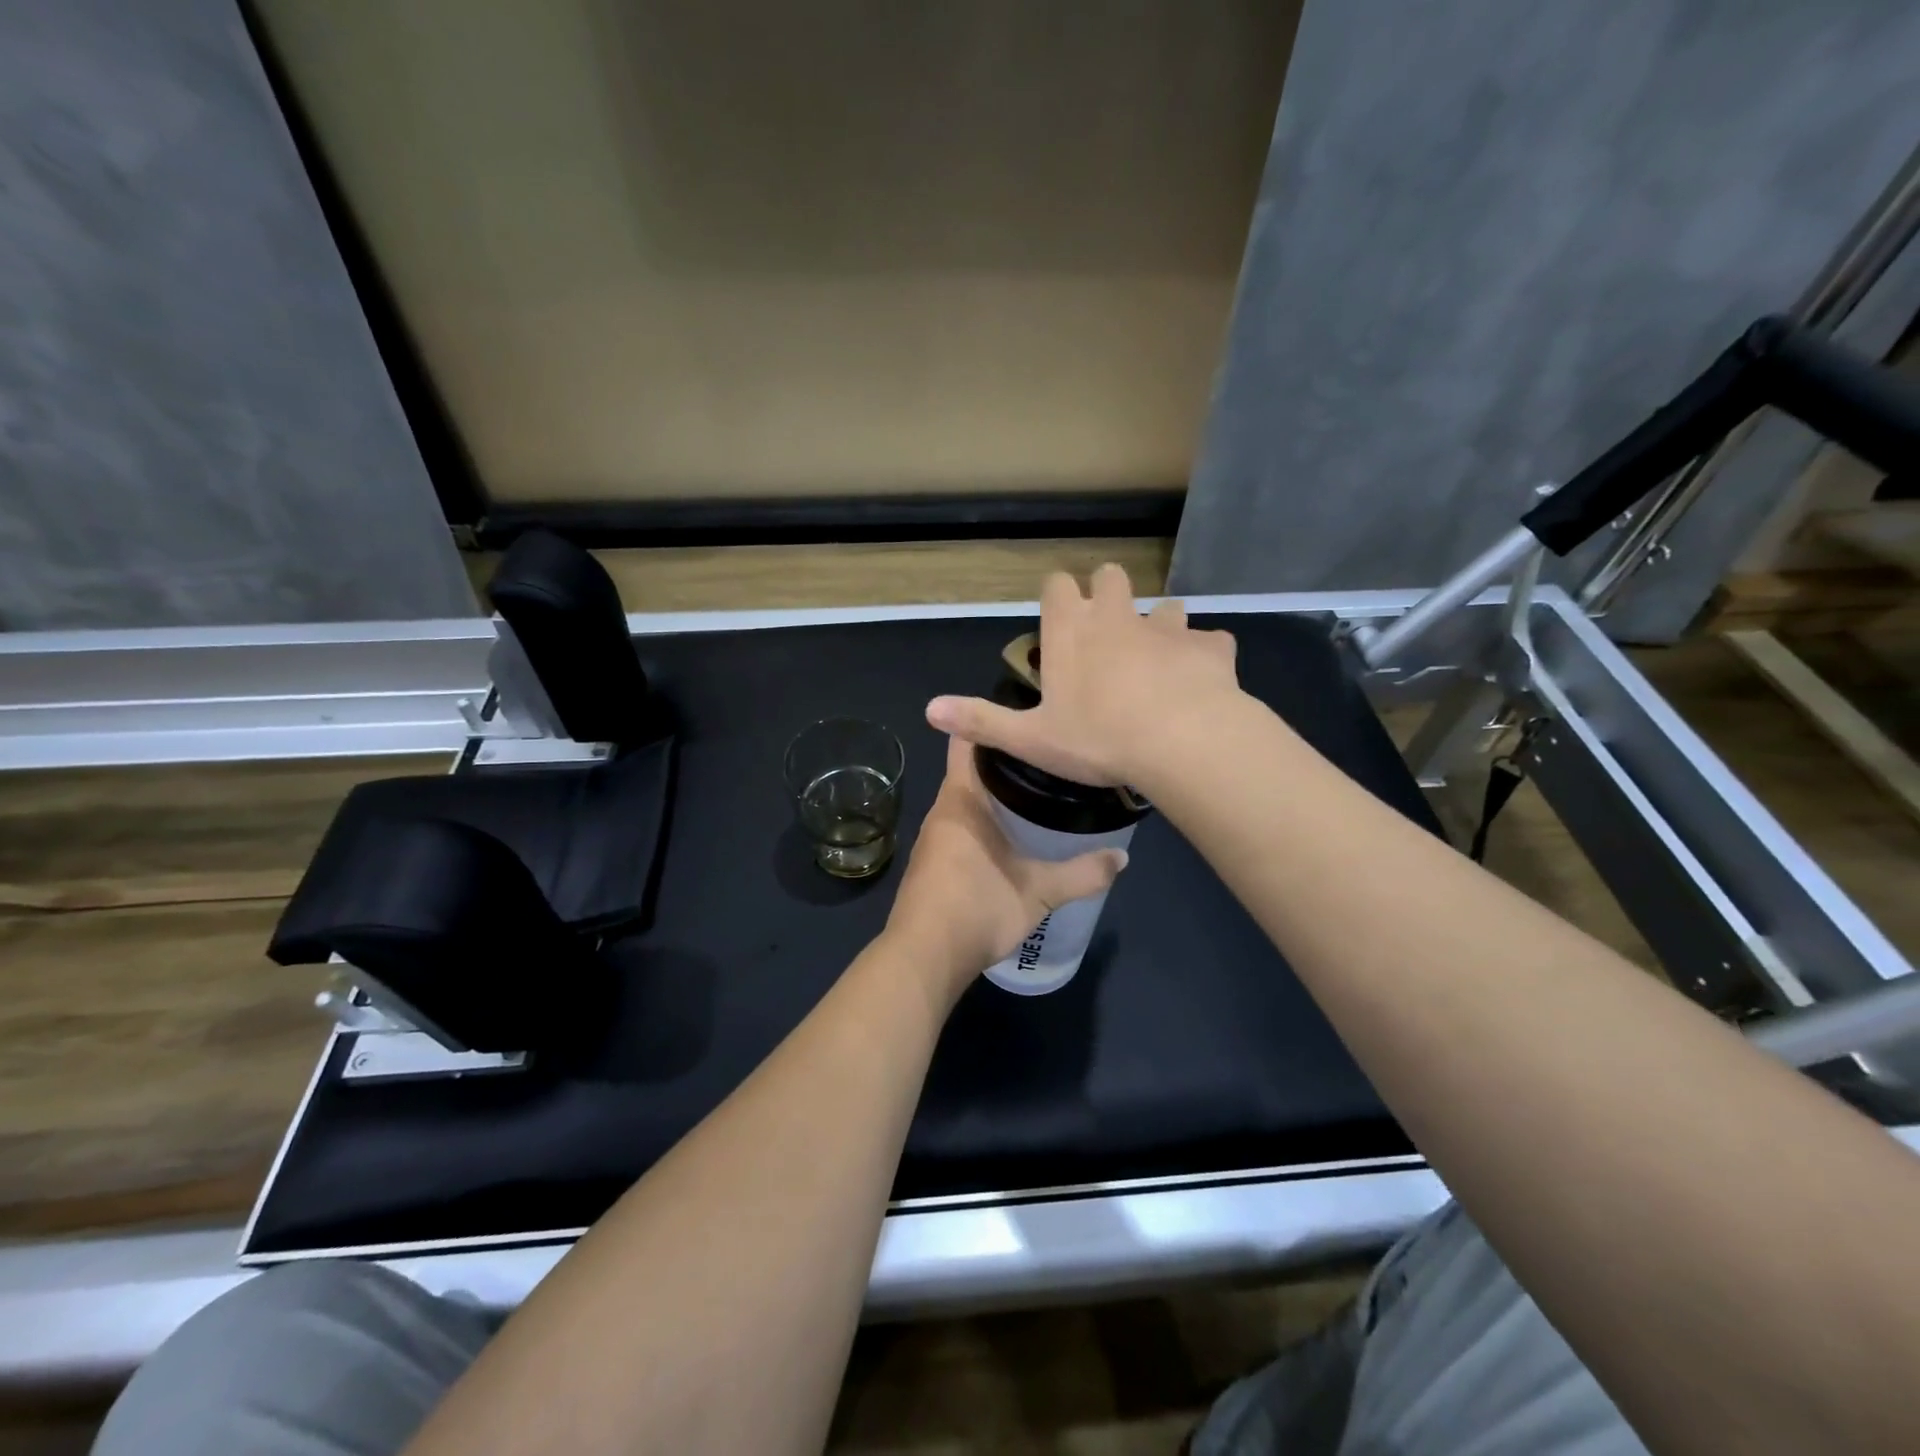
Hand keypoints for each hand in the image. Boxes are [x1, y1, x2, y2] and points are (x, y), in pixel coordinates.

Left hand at [884, 735, 1127, 1002]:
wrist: (924, 959)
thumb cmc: (977, 909)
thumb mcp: (1039, 891)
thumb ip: (1082, 873)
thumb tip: (1123, 858)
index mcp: (960, 800)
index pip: (966, 739)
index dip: (990, 721)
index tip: (1026, 716)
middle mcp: (941, 811)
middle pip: (971, 770)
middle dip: (1007, 761)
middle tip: (1050, 757)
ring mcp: (933, 839)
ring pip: (966, 801)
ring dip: (996, 795)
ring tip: (1039, 792)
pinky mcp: (932, 864)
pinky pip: (961, 827)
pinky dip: (984, 822)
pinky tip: (1012, 837)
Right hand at [924, 564, 1241, 786]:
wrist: (1183, 742)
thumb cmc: (1098, 739)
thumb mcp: (1031, 739)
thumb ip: (981, 721)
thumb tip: (929, 710)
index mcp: (1072, 631)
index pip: (1058, 585)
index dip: (1057, 595)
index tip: (1059, 619)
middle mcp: (1119, 617)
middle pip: (1112, 578)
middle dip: (1108, 594)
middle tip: (1106, 633)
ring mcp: (1169, 628)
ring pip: (1166, 606)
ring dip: (1160, 626)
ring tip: (1158, 661)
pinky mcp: (1211, 647)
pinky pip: (1210, 641)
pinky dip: (1204, 655)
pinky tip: (1201, 681)